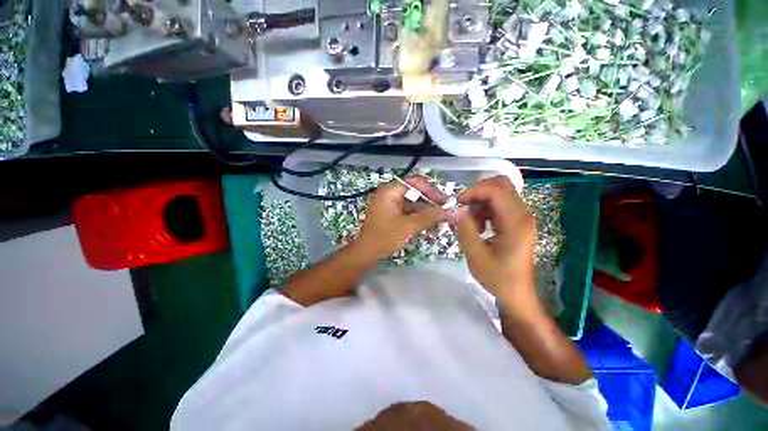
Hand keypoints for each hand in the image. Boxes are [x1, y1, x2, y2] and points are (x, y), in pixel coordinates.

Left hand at [354, 176, 447, 259]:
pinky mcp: (392, 214)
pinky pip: (409, 212)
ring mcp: (391, 204)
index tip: (444, 201)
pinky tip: (430, 227)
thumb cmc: (384, 237)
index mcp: (390, 191)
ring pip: (413, 204)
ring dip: (427, 213)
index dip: (431, 190)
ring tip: (441, 221)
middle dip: (431, 203)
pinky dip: (419, 218)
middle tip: (445, 212)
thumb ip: (428, 217)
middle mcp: (390, 194)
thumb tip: (448, 211)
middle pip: (415, 193)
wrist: (367, 252)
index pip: (415, 183)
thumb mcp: (408, 226)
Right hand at [454, 176, 535, 302]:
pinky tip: (479, 225)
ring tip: (471, 222)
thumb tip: (458, 210)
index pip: (496, 190)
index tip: (458, 203)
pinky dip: (485, 208)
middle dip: (477, 192)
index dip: (474, 191)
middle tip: (463, 207)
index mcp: (516, 222)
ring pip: (499, 192)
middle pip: (500, 185)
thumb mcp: (476, 256)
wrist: (517, 293)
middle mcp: (522, 214)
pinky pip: (499, 203)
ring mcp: (521, 216)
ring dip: (480, 201)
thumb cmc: (498, 278)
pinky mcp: (517, 221)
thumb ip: (466, 230)